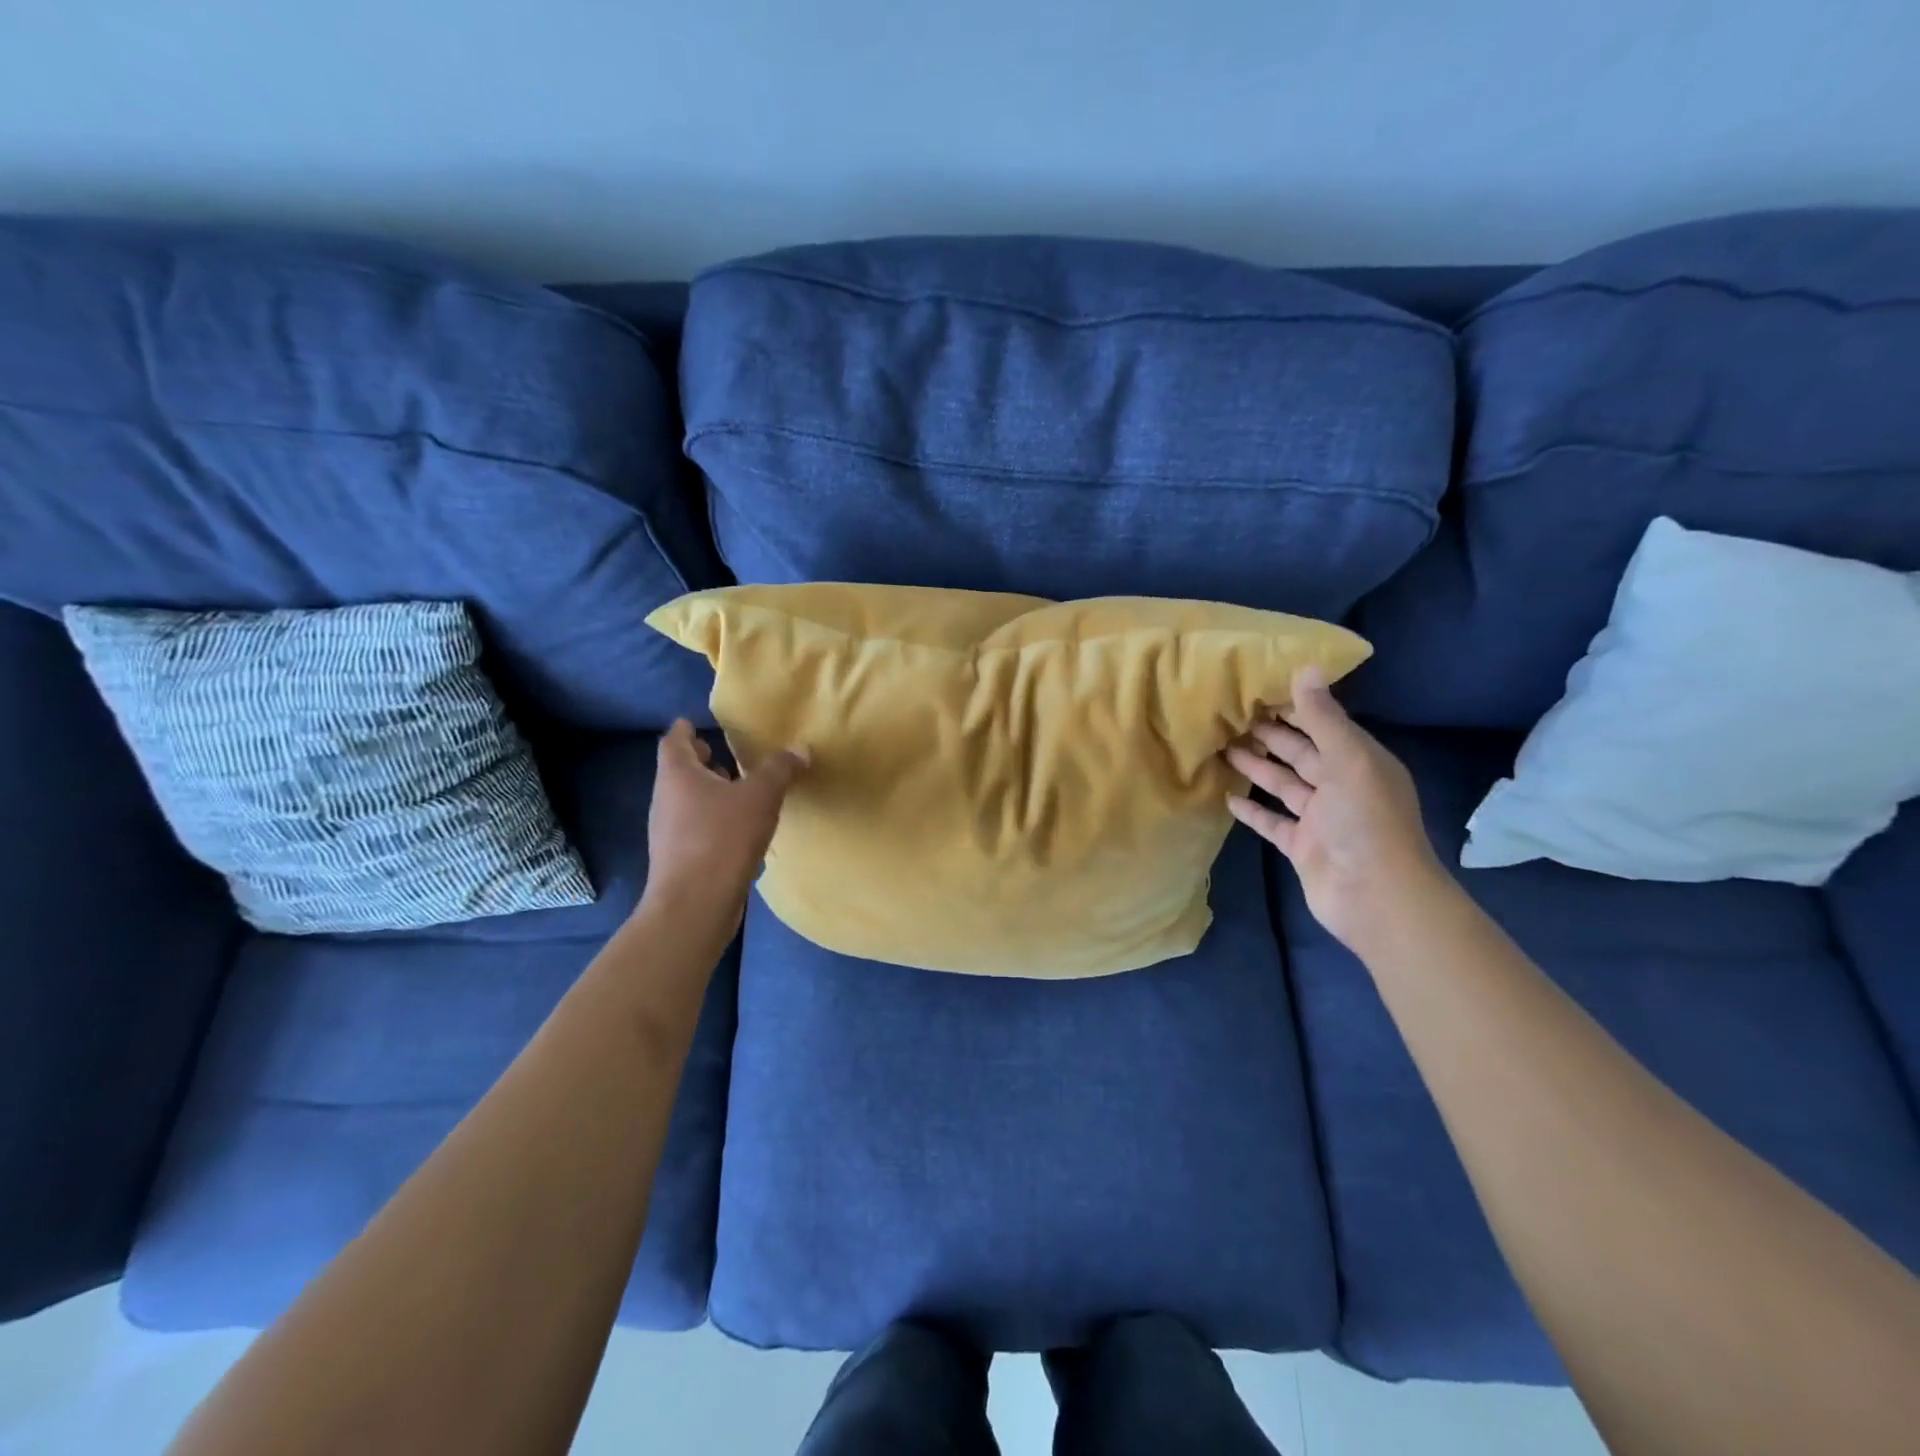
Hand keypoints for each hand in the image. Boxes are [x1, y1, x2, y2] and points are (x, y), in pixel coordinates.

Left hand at [643, 720, 806, 922]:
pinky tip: (741, 831)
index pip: (674, 740)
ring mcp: (669, 832)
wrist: (695, 905)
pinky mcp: (679, 859)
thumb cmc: (722, 838)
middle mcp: (666, 799)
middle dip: (703, 762)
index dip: (686, 730)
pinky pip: (696, 828)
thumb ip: (780, 769)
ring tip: (741, 791)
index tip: (697, 723)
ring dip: (711, 793)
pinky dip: (715, 821)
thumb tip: (800, 748)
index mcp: (678, 775)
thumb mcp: (761, 796)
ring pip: (688, 802)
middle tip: (728, 755)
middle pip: (680, 772)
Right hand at [1225, 666, 1448, 954]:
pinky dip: (1252, 811)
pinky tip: (1228, 798)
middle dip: (1270, 735)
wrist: (1377, 897)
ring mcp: (1321, 819)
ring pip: (1284, 785)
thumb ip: (1323, 718)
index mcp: (1360, 762)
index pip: (1324, 726)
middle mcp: (1341, 787)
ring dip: (1256, 768)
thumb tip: (1306, 667)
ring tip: (1222, 748)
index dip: (1295, 707)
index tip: (1258, 689)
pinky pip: (1273, 822)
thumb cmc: (1365, 821)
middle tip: (1231, 716)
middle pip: (1301, 754)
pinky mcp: (1302, 847)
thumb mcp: (1348, 760)